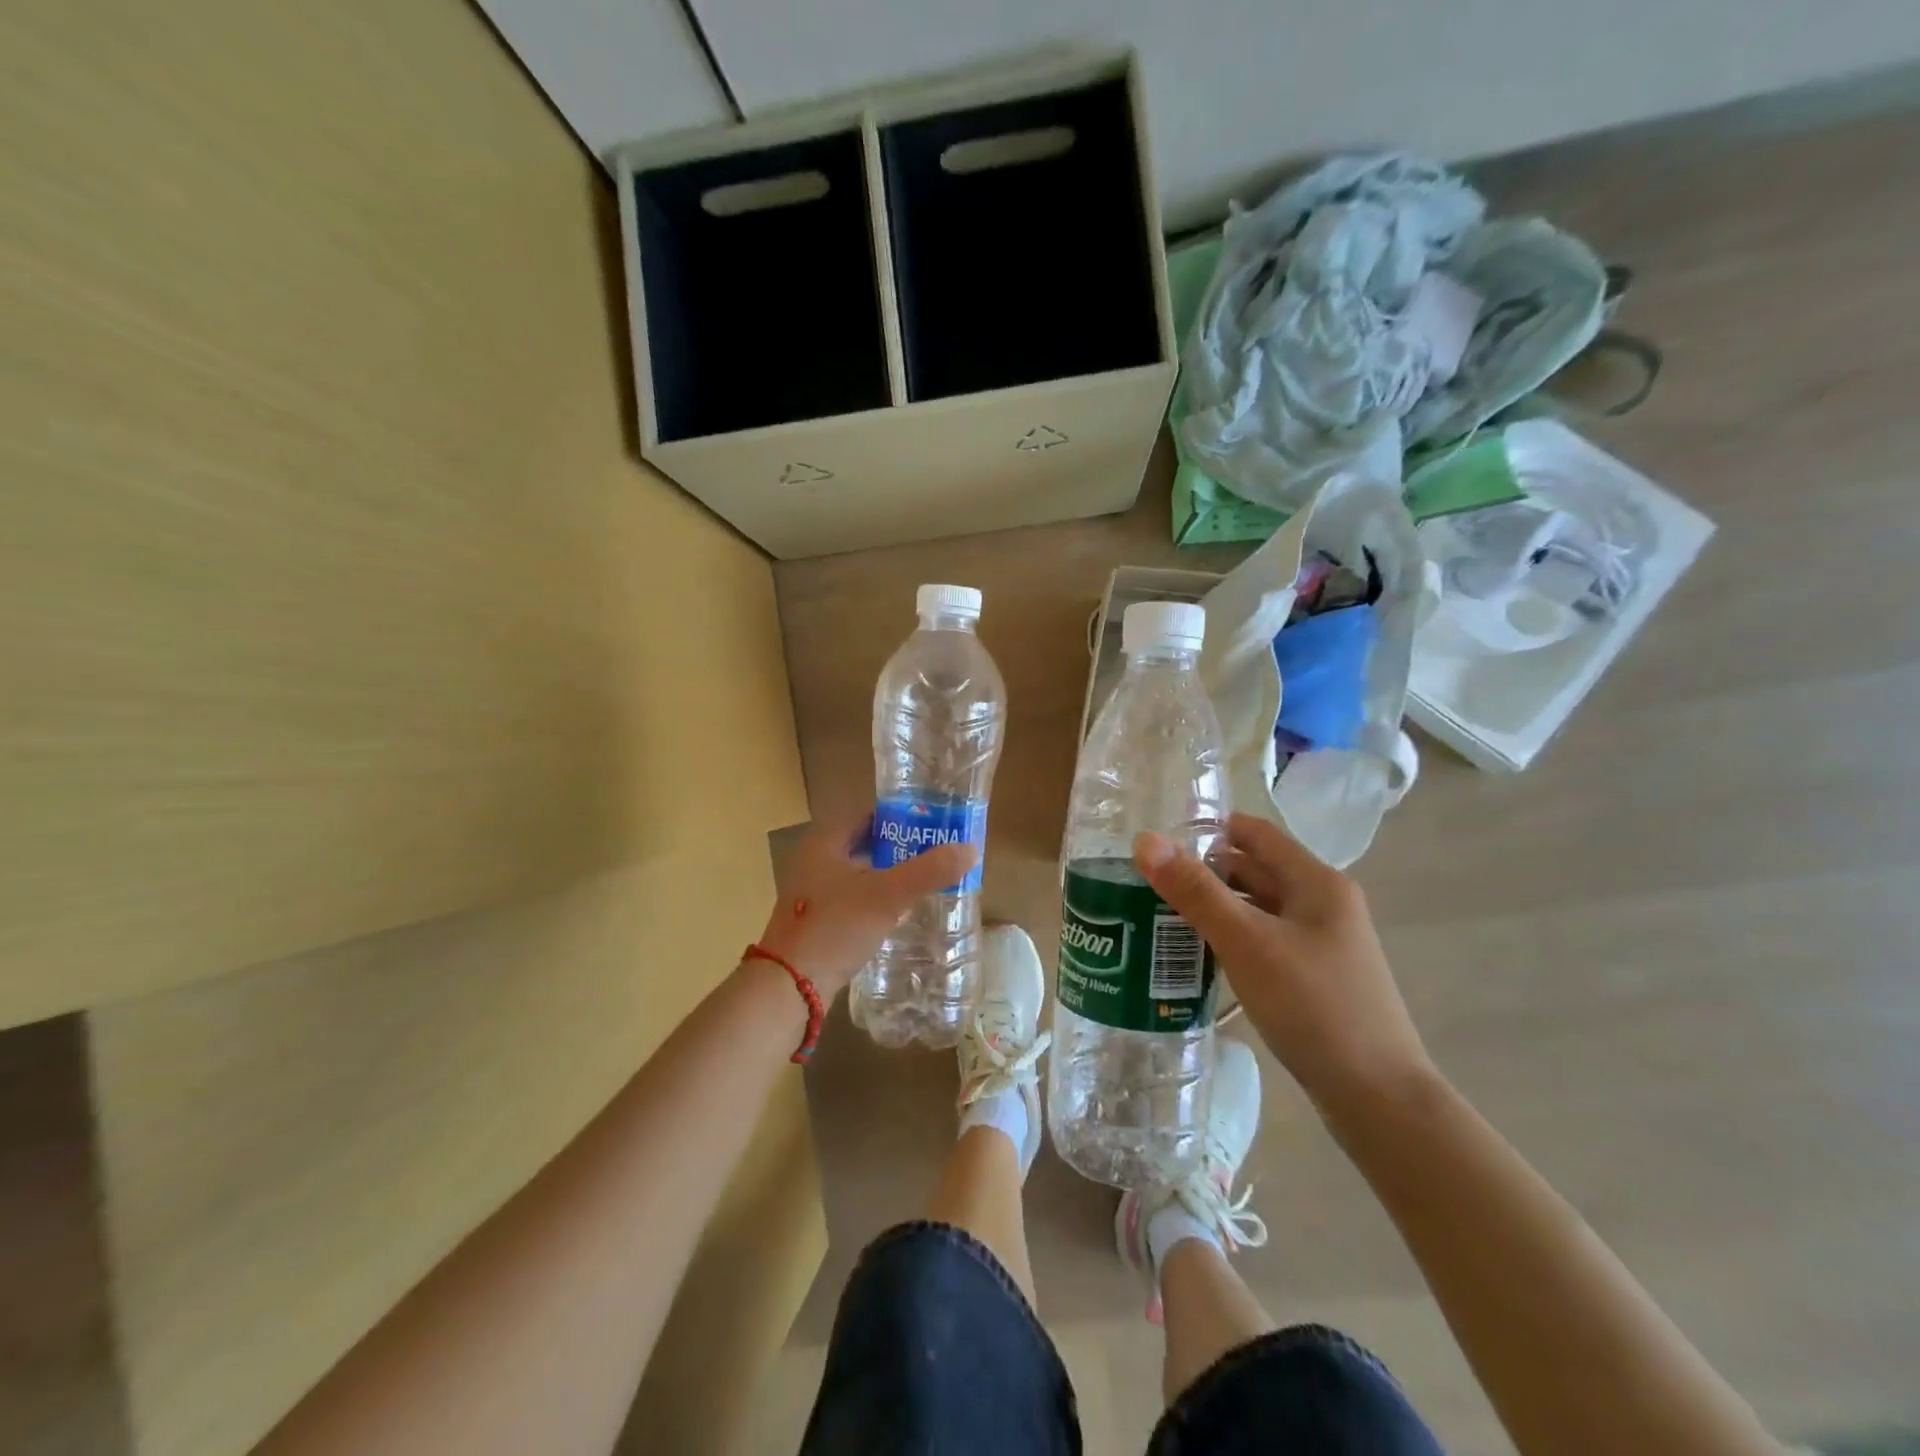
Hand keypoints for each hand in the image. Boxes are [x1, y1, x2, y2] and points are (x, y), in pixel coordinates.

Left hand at [753, 810, 978, 1000]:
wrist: (789, 986)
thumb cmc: (835, 927)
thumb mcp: (887, 895)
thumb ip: (928, 871)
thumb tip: (970, 849)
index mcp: (824, 842)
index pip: (865, 814)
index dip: (898, 815)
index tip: (930, 823)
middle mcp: (813, 861)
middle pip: (862, 843)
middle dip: (897, 847)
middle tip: (933, 853)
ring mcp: (810, 893)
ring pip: (857, 872)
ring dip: (886, 874)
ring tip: (923, 881)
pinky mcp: (814, 921)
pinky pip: (851, 898)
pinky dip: (874, 899)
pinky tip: (897, 913)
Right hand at [1134, 813, 1431, 1108]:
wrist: (1378, 1098)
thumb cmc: (1313, 1006)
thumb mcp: (1247, 942)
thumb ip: (1195, 891)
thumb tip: (1146, 840)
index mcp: (1316, 882)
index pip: (1255, 833)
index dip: (1208, 828)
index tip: (1159, 839)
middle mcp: (1323, 904)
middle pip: (1255, 870)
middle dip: (1204, 871)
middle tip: (1148, 881)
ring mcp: (1321, 943)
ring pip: (1257, 908)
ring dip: (1215, 906)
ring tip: (1160, 915)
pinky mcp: (1315, 977)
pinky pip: (1264, 941)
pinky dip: (1231, 938)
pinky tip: (1199, 956)